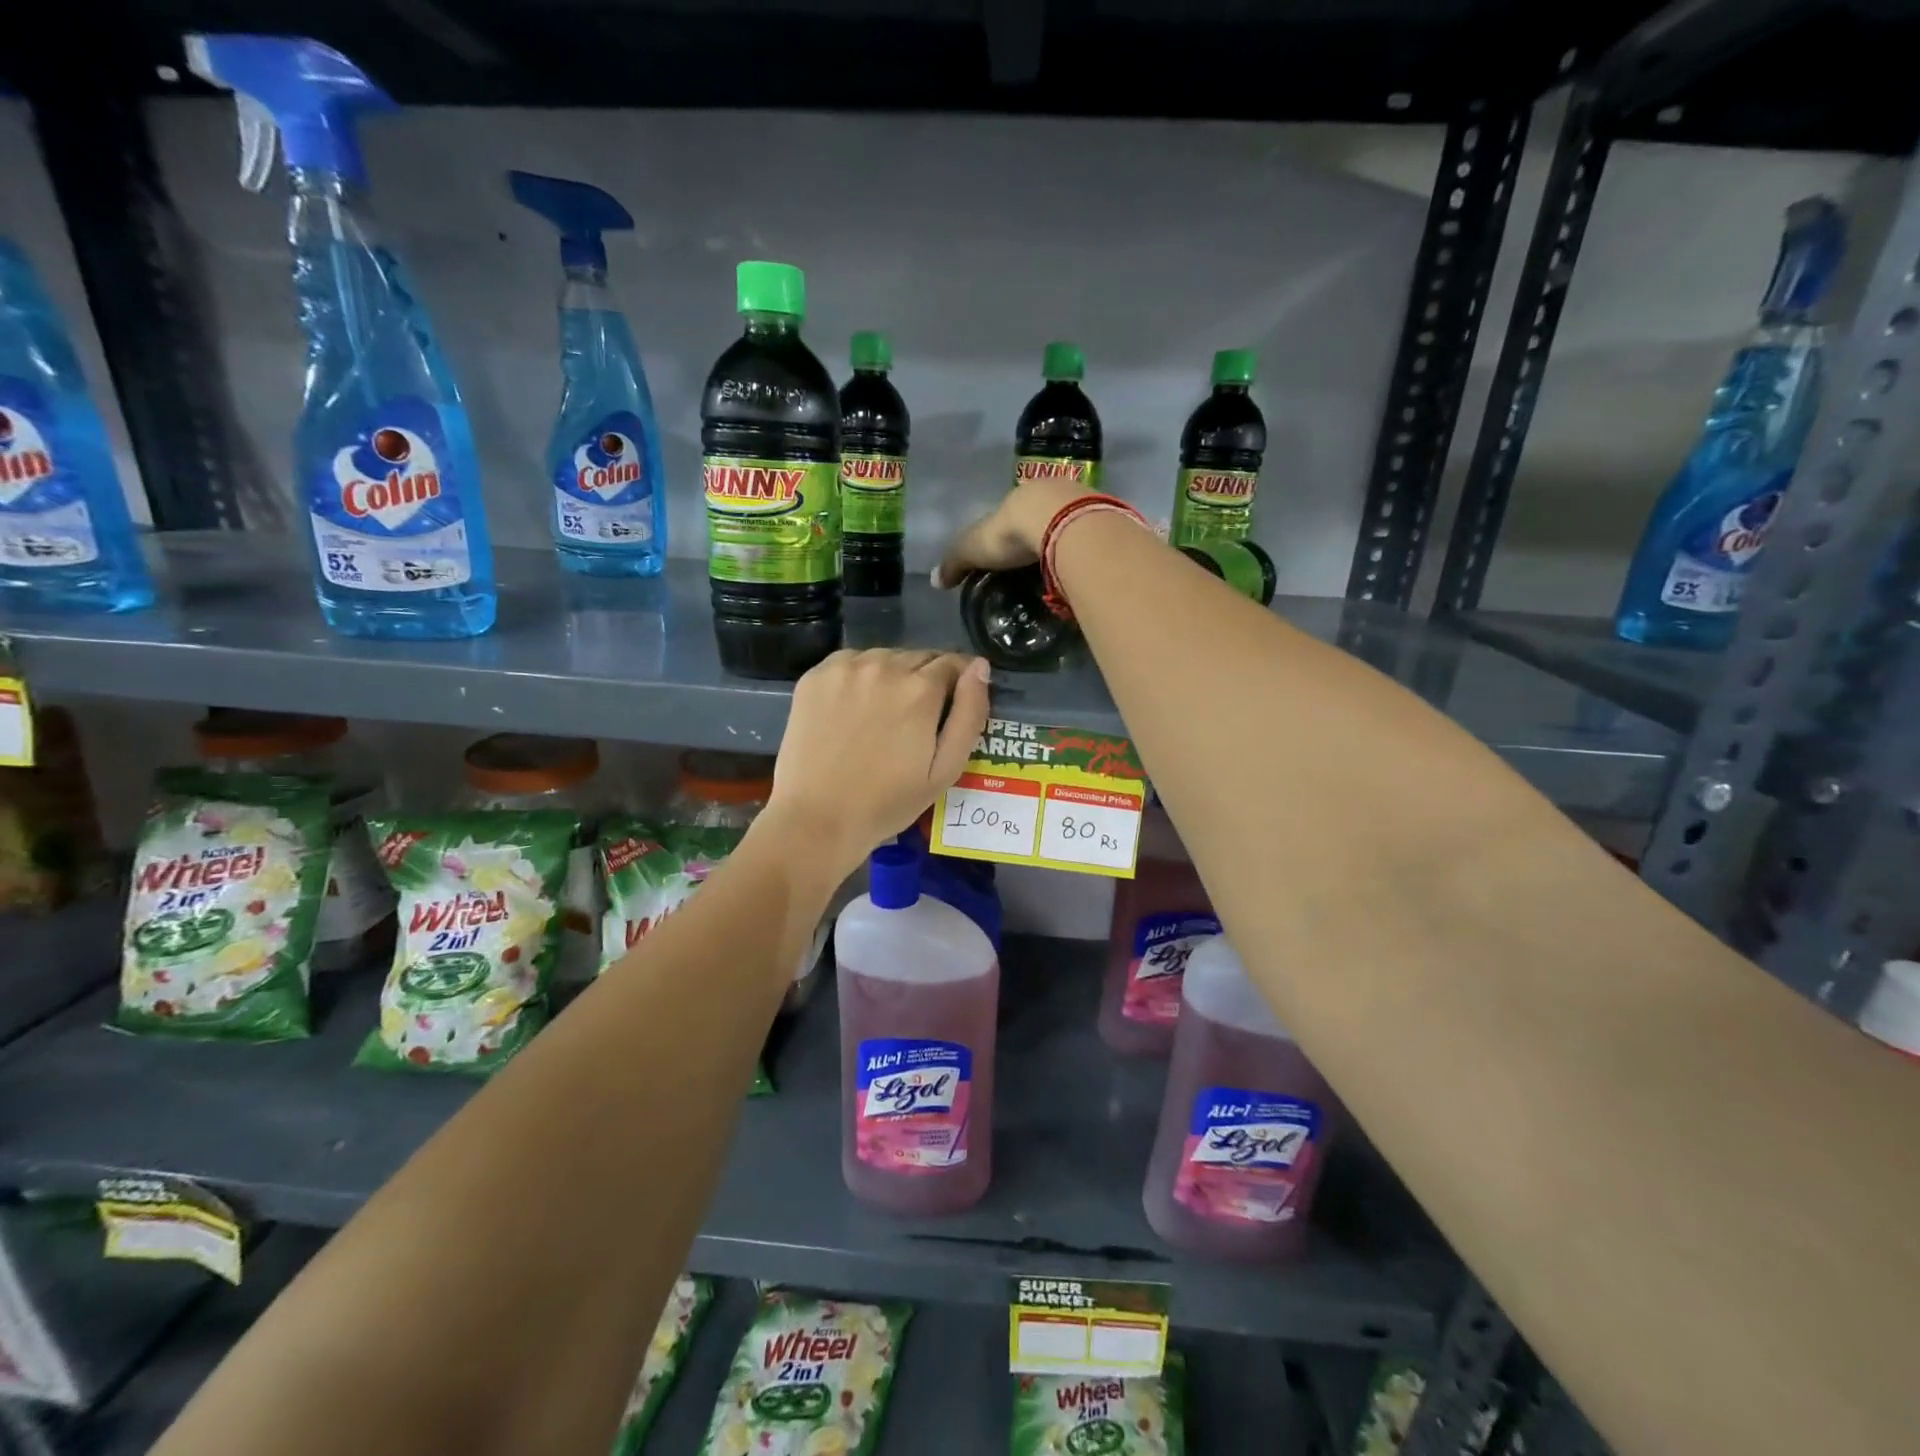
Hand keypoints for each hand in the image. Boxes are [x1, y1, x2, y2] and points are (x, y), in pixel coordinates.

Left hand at [765, 649, 991, 876]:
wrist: (817, 818)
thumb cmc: (888, 802)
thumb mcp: (945, 769)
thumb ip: (969, 714)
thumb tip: (980, 667)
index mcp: (920, 689)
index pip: (954, 663)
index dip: (959, 682)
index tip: (952, 704)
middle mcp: (884, 666)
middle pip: (919, 657)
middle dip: (926, 680)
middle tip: (916, 718)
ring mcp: (845, 668)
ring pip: (885, 657)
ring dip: (892, 676)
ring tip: (883, 715)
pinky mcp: (815, 676)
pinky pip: (850, 663)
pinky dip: (859, 677)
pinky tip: (853, 709)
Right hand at [932, 478, 1086, 587]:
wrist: (1062, 523)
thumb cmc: (1012, 532)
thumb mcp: (974, 548)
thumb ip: (955, 562)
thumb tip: (934, 581)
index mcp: (1020, 497)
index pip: (1012, 514)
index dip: (1009, 531)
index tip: (1010, 553)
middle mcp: (1051, 492)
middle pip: (1044, 516)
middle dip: (1041, 536)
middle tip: (1038, 564)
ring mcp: (1081, 503)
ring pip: (1070, 523)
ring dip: (1066, 541)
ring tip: (1063, 568)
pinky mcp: (1105, 518)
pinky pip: (1092, 535)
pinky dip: (1086, 548)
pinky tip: (1084, 565)